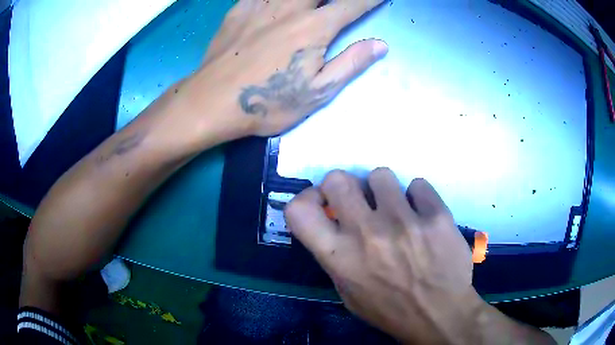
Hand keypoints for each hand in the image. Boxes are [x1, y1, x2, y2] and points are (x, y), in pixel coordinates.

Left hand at [183, 0, 387, 138]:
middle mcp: (290, 8)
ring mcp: (261, 5)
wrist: (212, 102)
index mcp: (314, 28)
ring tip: (310, 2)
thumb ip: (350, 64)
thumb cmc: (267, 102)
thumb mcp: (317, 93)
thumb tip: (380, 45)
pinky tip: (275, 0)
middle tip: (342, 0)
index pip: (352, 4)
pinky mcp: (239, 9)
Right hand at [285, 168, 483, 343]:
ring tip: (397, 210)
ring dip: (384, 191)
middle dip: (345, 185)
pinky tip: (423, 217)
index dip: (307, 198)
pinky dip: (418, 198)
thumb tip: (334, 223)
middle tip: (359, 201)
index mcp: (340, 257)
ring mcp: (404, 221)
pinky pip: (419, 185)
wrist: (440, 315)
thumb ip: (336, 257)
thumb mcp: (349, 293)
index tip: (323, 203)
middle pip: (338, 179)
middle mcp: (366, 233)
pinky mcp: (436, 215)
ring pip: (380, 175)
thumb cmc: (391, 310)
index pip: (298, 210)